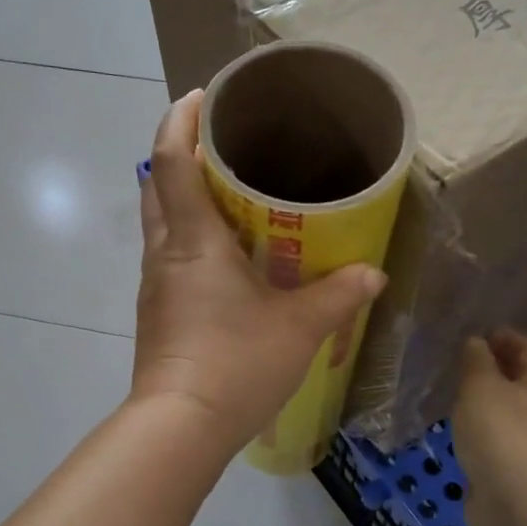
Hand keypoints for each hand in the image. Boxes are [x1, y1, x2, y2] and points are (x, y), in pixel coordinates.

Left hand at [132, 90, 386, 457]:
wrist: (180, 428)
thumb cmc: (236, 363)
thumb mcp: (300, 328)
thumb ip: (338, 295)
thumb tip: (372, 275)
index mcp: (192, 240)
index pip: (171, 161)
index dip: (181, 122)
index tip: (202, 97)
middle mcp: (164, 254)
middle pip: (156, 185)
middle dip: (180, 155)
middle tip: (223, 146)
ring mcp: (155, 286)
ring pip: (159, 223)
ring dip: (183, 199)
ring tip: (228, 196)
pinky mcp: (156, 313)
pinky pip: (168, 258)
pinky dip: (188, 239)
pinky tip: (223, 259)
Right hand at [453, 329, 526, 525]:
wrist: (520, 506)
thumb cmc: (502, 435)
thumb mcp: (482, 387)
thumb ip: (476, 361)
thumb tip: (476, 342)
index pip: (525, 347)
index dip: (502, 335)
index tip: (473, 329)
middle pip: (517, 380)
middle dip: (490, 368)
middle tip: (454, 361)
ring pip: (504, 412)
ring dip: (482, 402)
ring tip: (450, 393)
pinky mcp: (513, 470)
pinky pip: (493, 439)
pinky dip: (477, 430)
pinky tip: (455, 431)